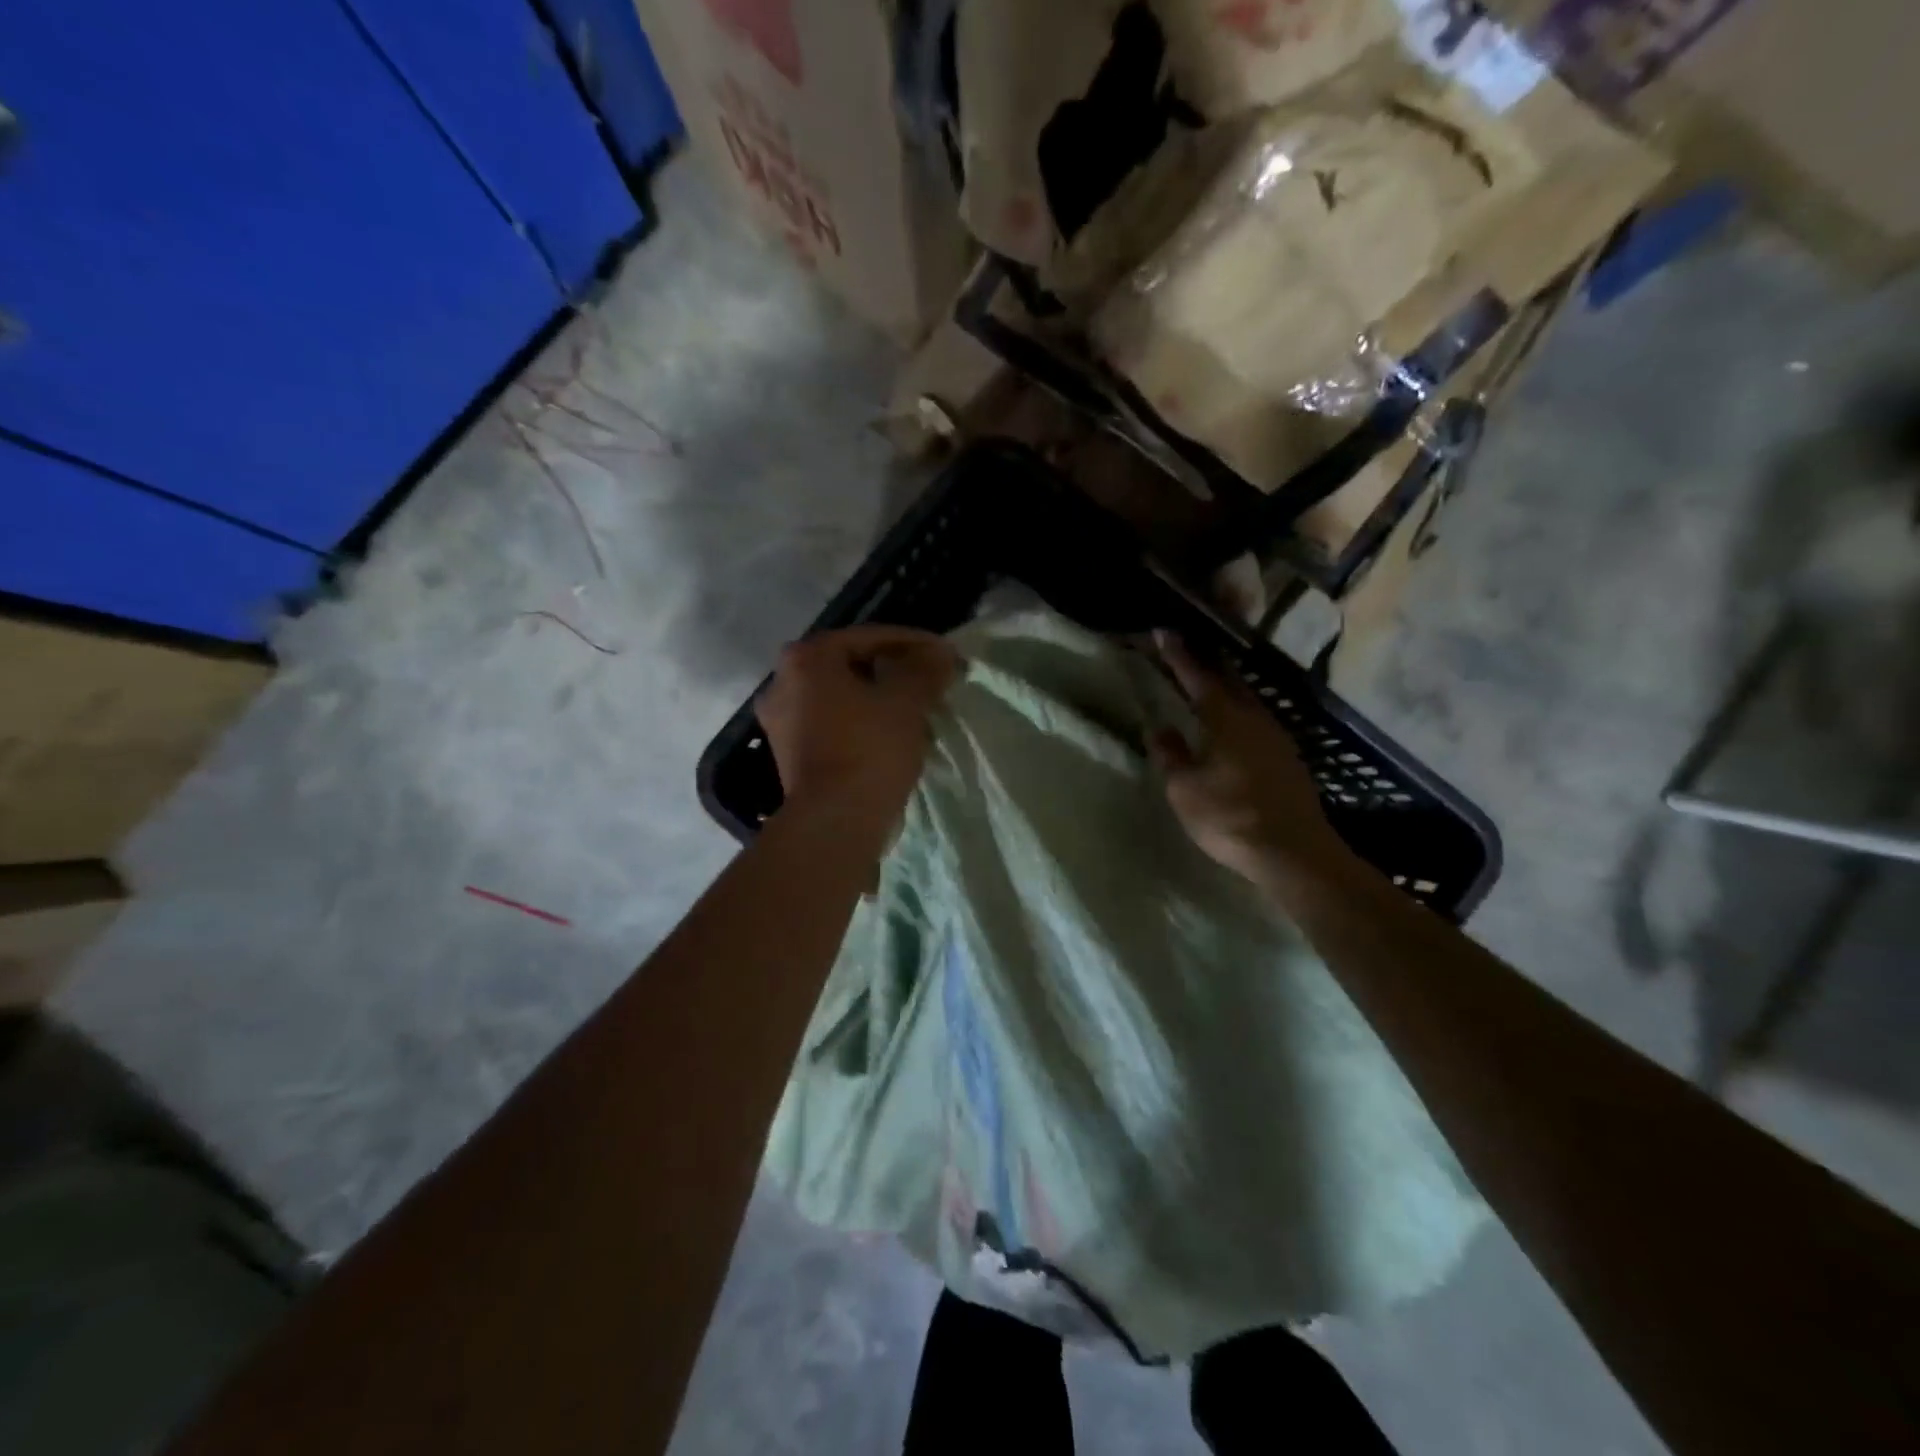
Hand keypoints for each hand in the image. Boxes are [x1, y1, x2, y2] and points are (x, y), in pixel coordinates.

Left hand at [757, 626, 961, 824]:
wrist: (835, 821)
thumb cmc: (869, 749)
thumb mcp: (907, 702)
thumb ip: (925, 669)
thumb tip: (942, 654)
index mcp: (806, 658)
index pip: (870, 637)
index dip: (914, 643)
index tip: (945, 656)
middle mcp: (782, 682)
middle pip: (852, 665)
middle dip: (894, 671)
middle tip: (930, 682)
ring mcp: (781, 721)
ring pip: (842, 696)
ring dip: (878, 698)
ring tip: (917, 710)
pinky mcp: (789, 754)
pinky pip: (833, 724)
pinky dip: (861, 723)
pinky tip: (890, 735)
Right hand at [1151, 634, 1351, 887]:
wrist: (1294, 852)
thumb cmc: (1230, 817)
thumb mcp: (1185, 789)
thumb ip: (1171, 755)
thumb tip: (1159, 728)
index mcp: (1226, 719)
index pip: (1198, 677)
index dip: (1179, 655)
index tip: (1164, 631)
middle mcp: (1255, 718)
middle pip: (1228, 681)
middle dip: (1205, 664)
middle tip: (1185, 650)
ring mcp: (1276, 738)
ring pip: (1246, 700)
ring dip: (1224, 687)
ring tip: (1205, 683)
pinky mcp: (1287, 758)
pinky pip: (1256, 720)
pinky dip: (1238, 711)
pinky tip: (1231, 723)